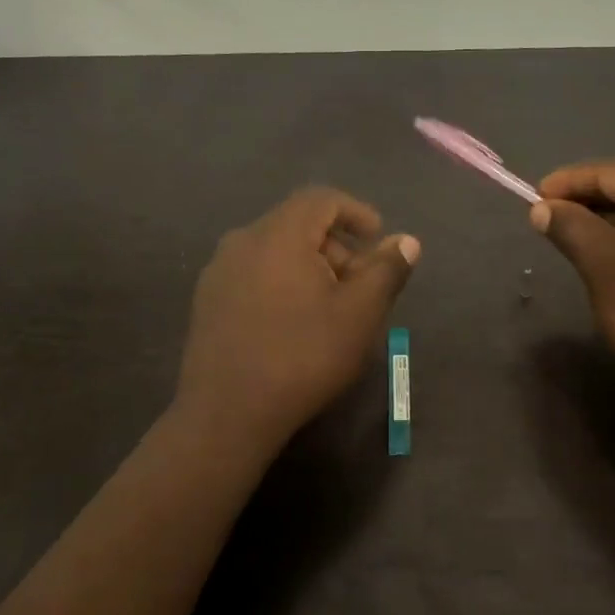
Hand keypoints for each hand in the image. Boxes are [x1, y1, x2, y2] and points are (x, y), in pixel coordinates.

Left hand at [176, 187, 419, 449]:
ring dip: (310, 267)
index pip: (321, 199)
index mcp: (278, 234)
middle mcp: (242, 241)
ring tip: (331, 308)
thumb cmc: (303, 357)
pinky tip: (294, 324)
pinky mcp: (207, 302)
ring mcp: (218, 272)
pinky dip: (282, 283)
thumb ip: (386, 270)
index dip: (356, 212)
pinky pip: (254, 275)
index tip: (379, 239)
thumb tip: (406, 241)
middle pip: (297, 225)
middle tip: (361, 284)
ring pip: (275, 252)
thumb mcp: (359, 314)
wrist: (227, 414)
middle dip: (336, 246)